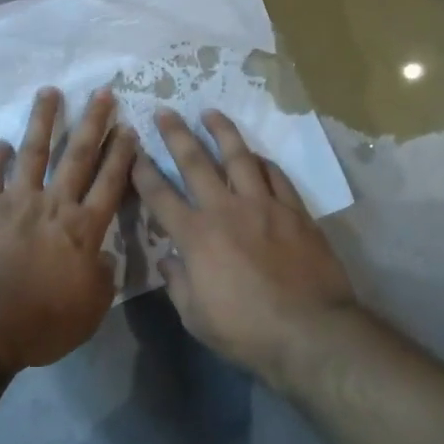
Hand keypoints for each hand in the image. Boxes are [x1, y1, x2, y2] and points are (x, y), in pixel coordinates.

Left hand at [0, 86, 139, 369]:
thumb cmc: (44, 319)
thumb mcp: (91, 309)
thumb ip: (101, 279)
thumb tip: (104, 259)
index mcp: (85, 228)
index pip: (110, 183)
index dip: (121, 155)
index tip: (129, 128)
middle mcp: (54, 204)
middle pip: (78, 156)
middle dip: (93, 122)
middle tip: (102, 92)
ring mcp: (17, 201)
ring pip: (34, 153)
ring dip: (43, 121)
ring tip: (49, 92)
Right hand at [132, 108, 358, 381]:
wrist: (310, 331)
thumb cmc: (246, 331)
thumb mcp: (196, 317)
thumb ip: (178, 284)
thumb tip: (169, 261)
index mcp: (196, 236)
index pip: (160, 196)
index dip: (143, 172)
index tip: (133, 152)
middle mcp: (226, 210)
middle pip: (195, 162)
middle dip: (176, 134)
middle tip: (165, 111)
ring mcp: (264, 206)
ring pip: (239, 157)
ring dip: (222, 132)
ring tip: (211, 113)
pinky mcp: (295, 211)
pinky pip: (276, 176)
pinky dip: (263, 162)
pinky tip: (256, 155)